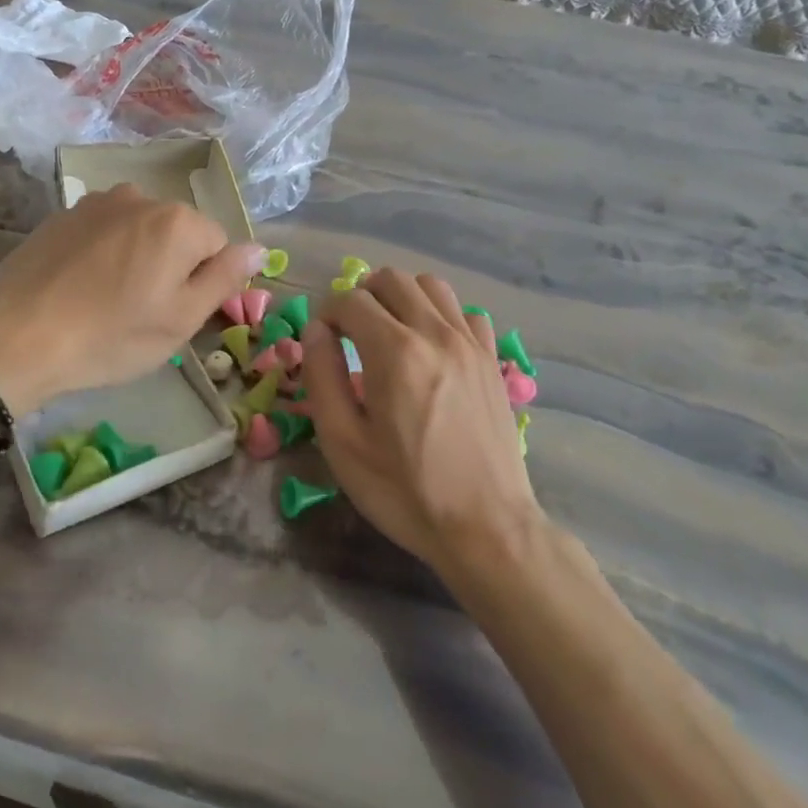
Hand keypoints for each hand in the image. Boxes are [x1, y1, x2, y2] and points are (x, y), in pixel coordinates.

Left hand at [0, 183, 263, 414]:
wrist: (14, 336)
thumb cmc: (109, 336)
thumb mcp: (180, 319)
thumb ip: (225, 278)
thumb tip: (259, 248)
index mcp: (178, 222)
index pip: (218, 245)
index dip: (205, 282)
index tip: (177, 313)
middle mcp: (141, 198)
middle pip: (178, 232)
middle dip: (171, 266)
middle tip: (143, 312)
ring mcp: (97, 202)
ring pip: (140, 231)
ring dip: (137, 258)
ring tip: (109, 300)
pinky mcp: (63, 214)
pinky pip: (105, 231)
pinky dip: (104, 254)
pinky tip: (81, 287)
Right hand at [303, 270, 544, 577]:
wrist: (486, 527)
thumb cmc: (405, 491)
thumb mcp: (343, 442)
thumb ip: (322, 376)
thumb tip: (315, 331)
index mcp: (394, 352)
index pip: (350, 300)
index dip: (326, 314)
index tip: (322, 343)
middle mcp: (435, 333)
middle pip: (391, 279)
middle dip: (361, 296)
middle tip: (349, 333)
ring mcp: (471, 343)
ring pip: (431, 286)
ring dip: (401, 297)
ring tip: (388, 332)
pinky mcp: (492, 360)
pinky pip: (466, 313)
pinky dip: (441, 316)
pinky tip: (431, 348)